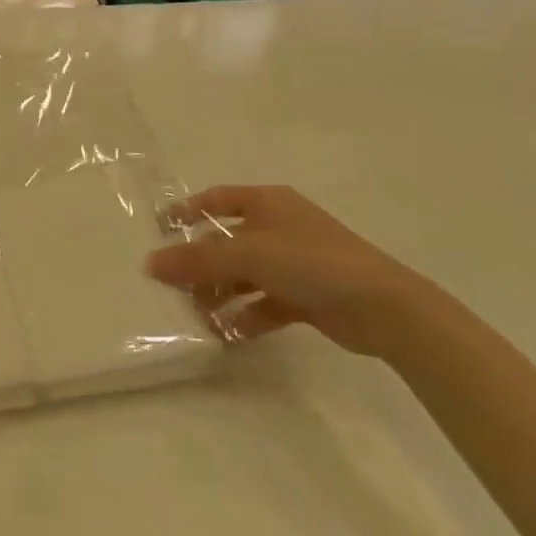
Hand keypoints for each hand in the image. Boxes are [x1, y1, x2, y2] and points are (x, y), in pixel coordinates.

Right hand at [147, 185, 434, 358]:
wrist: (385, 308)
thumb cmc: (311, 262)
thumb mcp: (249, 254)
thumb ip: (198, 260)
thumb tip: (150, 263)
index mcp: (267, 202)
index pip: (216, 200)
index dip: (186, 212)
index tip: (159, 231)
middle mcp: (278, 227)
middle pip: (227, 242)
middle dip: (200, 264)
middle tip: (172, 287)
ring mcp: (294, 264)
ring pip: (244, 275)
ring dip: (220, 294)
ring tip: (197, 316)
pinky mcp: (306, 297)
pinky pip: (264, 304)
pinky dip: (245, 317)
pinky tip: (227, 335)